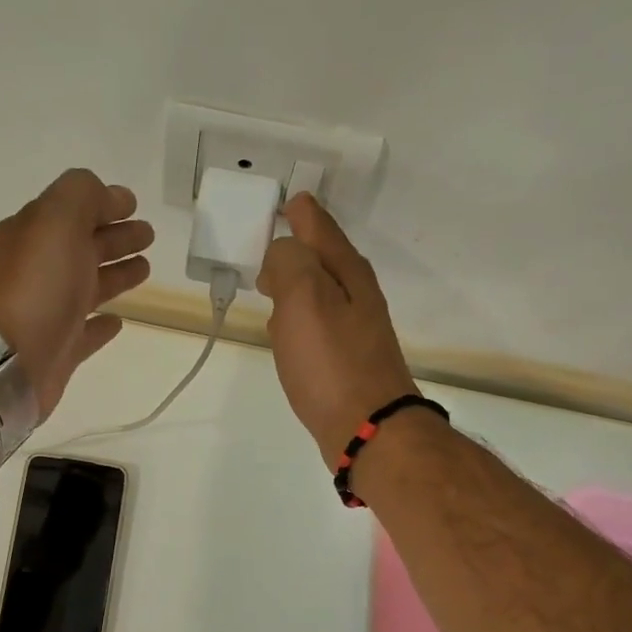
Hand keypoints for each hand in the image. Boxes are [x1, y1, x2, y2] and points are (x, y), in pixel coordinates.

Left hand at [0, 169, 152, 415]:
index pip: (70, 212)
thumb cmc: (34, 287)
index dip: (102, 204)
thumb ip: (80, 196)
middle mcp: (36, 272)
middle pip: (81, 247)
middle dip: (115, 237)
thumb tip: (106, 195)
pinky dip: (101, 325)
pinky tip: (118, 321)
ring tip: (145, 269)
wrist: (6, 361)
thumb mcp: (56, 221)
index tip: (133, 205)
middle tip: (148, 235)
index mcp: (31, 237)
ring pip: (87, 287)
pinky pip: (84, 332)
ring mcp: (46, 313)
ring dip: (115, 275)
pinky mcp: (58, 351)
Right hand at [257, 193, 418, 465]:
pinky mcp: (346, 359)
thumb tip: (281, 252)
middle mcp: (356, 293)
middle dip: (294, 247)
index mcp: (346, 271)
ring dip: (294, 285)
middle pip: (320, 257)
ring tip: (268, 286)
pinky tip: (285, 335)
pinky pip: (317, 325)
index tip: (279, 203)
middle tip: (263, 247)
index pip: (318, 224)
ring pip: (318, 292)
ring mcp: (354, 328)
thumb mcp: (304, 298)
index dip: (297, 210)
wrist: (368, 429)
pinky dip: (298, 320)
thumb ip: (289, 262)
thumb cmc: (331, 362)